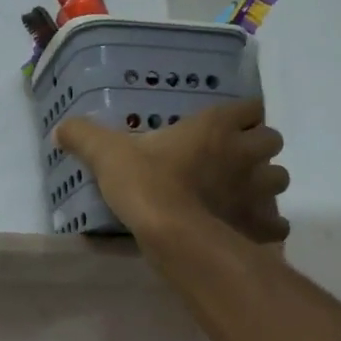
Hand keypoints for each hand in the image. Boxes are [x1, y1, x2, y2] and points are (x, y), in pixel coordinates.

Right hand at [56, 99, 289, 243]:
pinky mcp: (260, 225)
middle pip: (272, 140)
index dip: (241, 115)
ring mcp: (258, 190)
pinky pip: (277, 222)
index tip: (225, 126)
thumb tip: (61, 127)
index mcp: (216, 126)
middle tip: (232, 160)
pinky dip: (267, 225)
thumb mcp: (107, 154)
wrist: (172, 234)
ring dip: (265, 183)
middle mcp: (245, 153)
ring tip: (241, 194)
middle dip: (257, 148)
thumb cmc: (146, 184)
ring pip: (279, 179)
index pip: (251, 106)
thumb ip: (85, 137)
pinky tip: (248, 229)